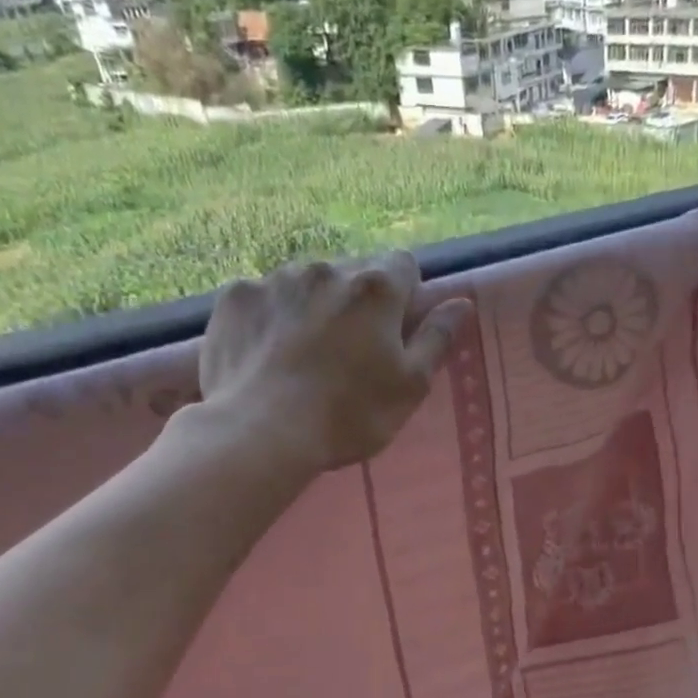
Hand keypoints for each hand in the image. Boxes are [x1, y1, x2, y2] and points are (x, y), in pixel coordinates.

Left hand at [196, 251, 472, 471]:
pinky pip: (264, 296)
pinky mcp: (235, 297)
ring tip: (305, 355)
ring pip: (307, 281)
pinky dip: (272, 316)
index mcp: (376, 288)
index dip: (404, 295)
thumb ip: (437, 338)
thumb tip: (462, 303)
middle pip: (354, 272)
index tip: (396, 330)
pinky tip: (268, 354)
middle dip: (358, 300)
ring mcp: (275, 278)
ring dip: (315, 305)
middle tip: (351, 350)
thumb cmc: (349, 414)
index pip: (404, 265)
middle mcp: (327, 268)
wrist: (260, 432)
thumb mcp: (410, 386)